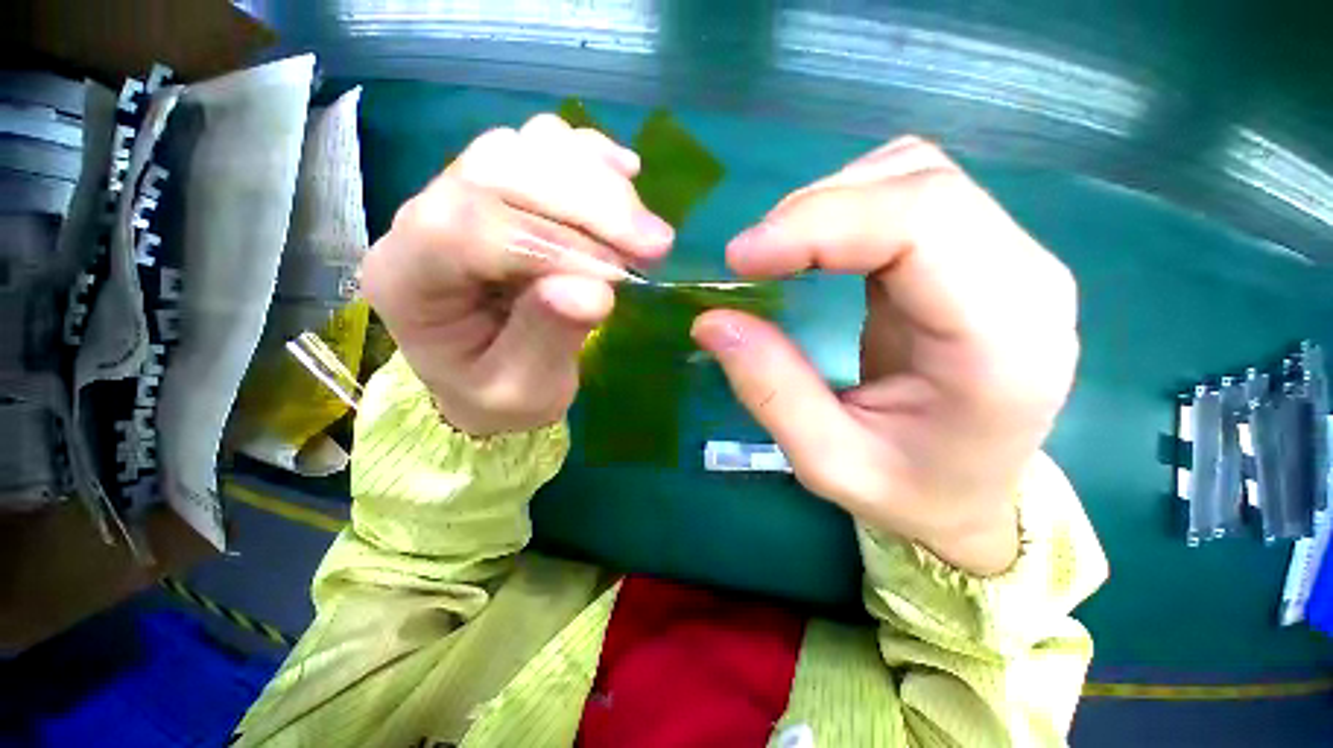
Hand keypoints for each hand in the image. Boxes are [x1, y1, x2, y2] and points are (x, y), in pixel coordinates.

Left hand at [361, 114, 673, 435]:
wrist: (489, 379)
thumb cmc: (499, 395)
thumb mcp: (523, 390)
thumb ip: (549, 339)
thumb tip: (594, 289)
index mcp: (408, 280)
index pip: (469, 228)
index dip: (555, 244)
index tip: (618, 277)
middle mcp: (421, 220)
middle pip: (499, 169)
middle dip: (590, 203)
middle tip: (654, 244)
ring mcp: (460, 193)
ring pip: (525, 148)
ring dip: (596, 181)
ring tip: (643, 229)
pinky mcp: (500, 188)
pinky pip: (541, 146)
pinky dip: (590, 157)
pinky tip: (626, 176)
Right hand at [691, 137, 1077, 575]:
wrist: (972, 493)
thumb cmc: (909, 489)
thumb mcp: (827, 461)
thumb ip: (770, 390)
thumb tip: (711, 320)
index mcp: (1004, 342)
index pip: (921, 225)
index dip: (818, 223)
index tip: (740, 258)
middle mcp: (1025, 281)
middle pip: (920, 184)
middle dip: (815, 210)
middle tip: (751, 260)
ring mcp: (1010, 257)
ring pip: (914, 174)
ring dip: (829, 203)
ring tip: (778, 254)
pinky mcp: (981, 253)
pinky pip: (911, 192)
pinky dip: (847, 206)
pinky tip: (814, 248)